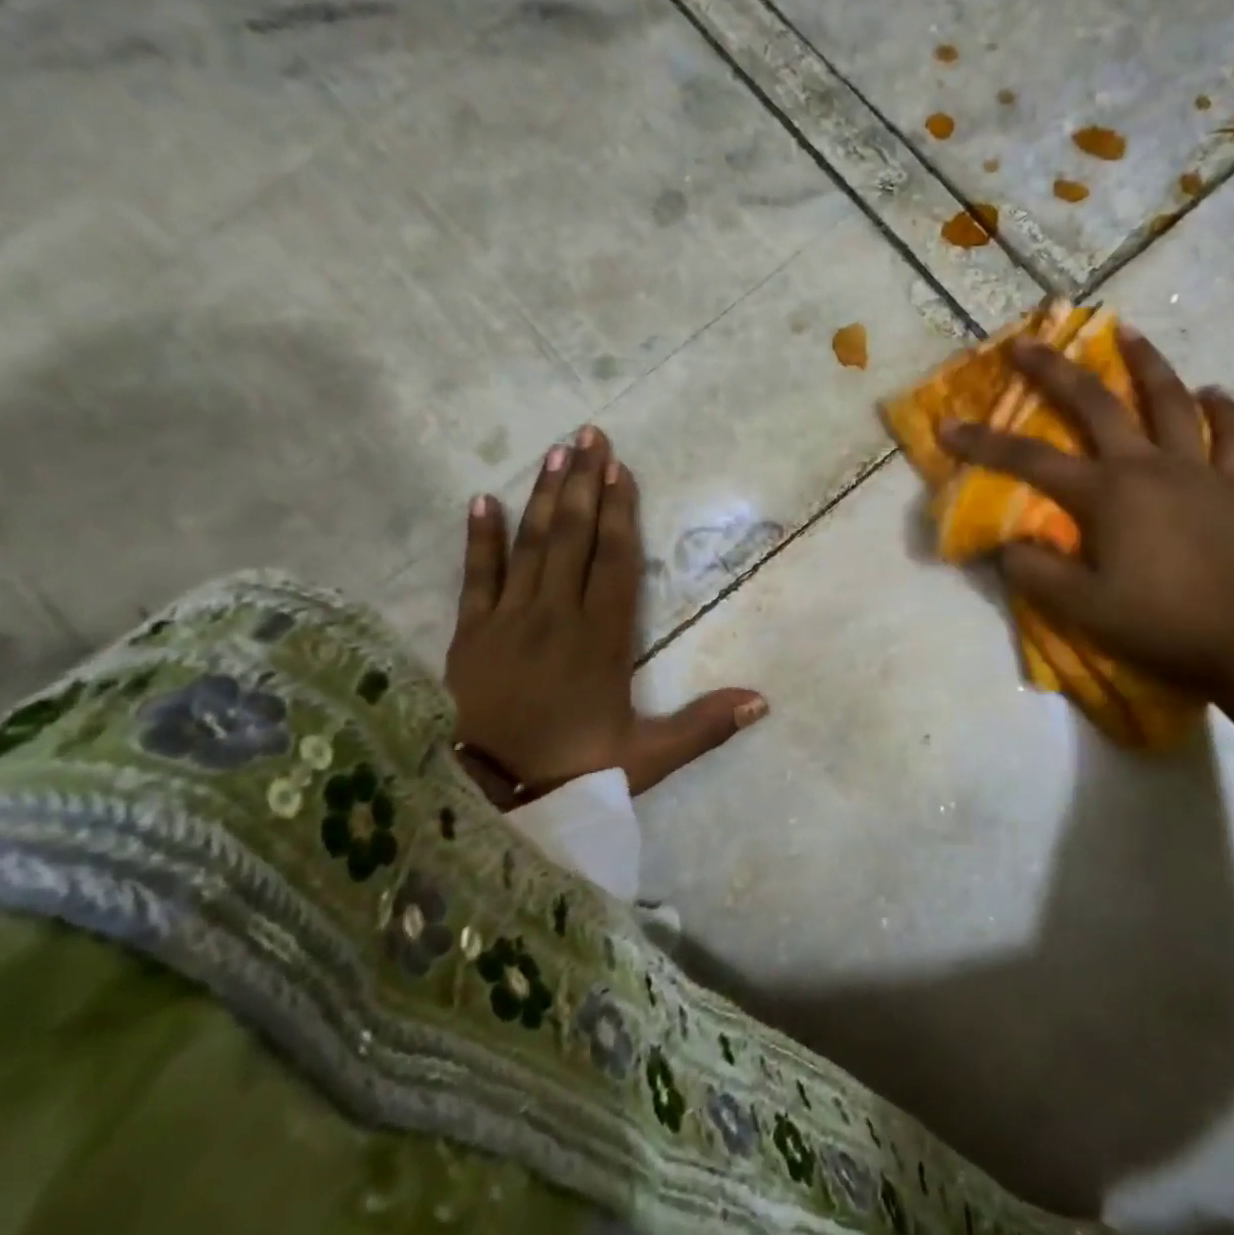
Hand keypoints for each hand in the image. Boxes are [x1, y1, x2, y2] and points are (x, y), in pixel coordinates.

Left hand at [444, 427, 766, 800]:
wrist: (491, 801)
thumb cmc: (575, 772)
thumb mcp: (648, 757)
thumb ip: (703, 726)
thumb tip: (763, 701)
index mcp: (600, 639)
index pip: (613, 561)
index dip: (619, 512)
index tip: (620, 469)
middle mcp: (555, 616)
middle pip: (570, 536)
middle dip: (582, 483)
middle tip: (590, 434)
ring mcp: (507, 621)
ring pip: (528, 544)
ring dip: (542, 495)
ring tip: (555, 451)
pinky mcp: (470, 634)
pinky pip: (475, 576)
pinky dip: (479, 537)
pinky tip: (481, 499)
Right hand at [937, 327, 1233, 690]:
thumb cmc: (1155, 622)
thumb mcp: (1079, 606)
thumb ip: (1034, 571)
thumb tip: (1006, 544)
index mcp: (1105, 494)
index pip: (1030, 460)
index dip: (984, 442)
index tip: (949, 425)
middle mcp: (1147, 466)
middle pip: (1098, 404)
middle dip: (1057, 370)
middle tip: (1029, 342)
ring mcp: (1197, 470)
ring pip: (1171, 402)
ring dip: (1147, 364)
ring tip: (1130, 333)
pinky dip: (1224, 410)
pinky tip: (1213, 391)